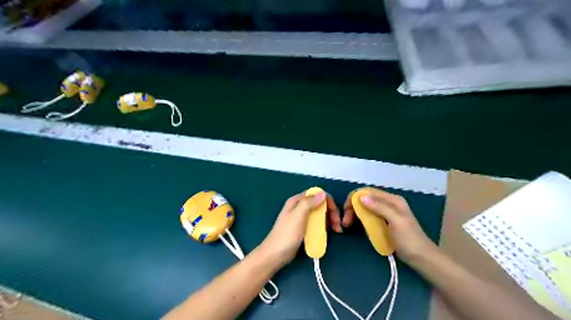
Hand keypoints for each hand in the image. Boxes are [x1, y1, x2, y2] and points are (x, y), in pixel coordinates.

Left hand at [259, 190, 337, 264]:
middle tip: (337, 225)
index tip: (335, 212)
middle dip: (331, 212)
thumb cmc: (286, 235)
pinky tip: (329, 233)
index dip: (327, 200)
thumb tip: (322, 193)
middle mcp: (300, 207)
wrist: (275, 255)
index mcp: (297, 201)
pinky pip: (317, 223)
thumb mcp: (298, 216)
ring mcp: (302, 218)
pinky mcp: (303, 229)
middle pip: (319, 204)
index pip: (316, 194)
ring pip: (319, 214)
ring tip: (336, 230)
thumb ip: (309, 203)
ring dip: (329, 220)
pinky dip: (324, 226)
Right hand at [343, 187, 438, 265]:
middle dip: (353, 207)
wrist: (422, 258)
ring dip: (355, 213)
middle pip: (365, 199)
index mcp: (392, 200)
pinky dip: (361, 219)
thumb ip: (379, 207)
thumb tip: (361, 197)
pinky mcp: (384, 222)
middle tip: (345, 221)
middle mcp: (388, 203)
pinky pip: (369, 216)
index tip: (346, 210)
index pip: (368, 192)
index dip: (354, 198)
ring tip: (348, 224)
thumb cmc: (409, 239)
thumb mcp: (395, 221)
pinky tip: (357, 226)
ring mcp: (386, 213)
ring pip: (366, 207)